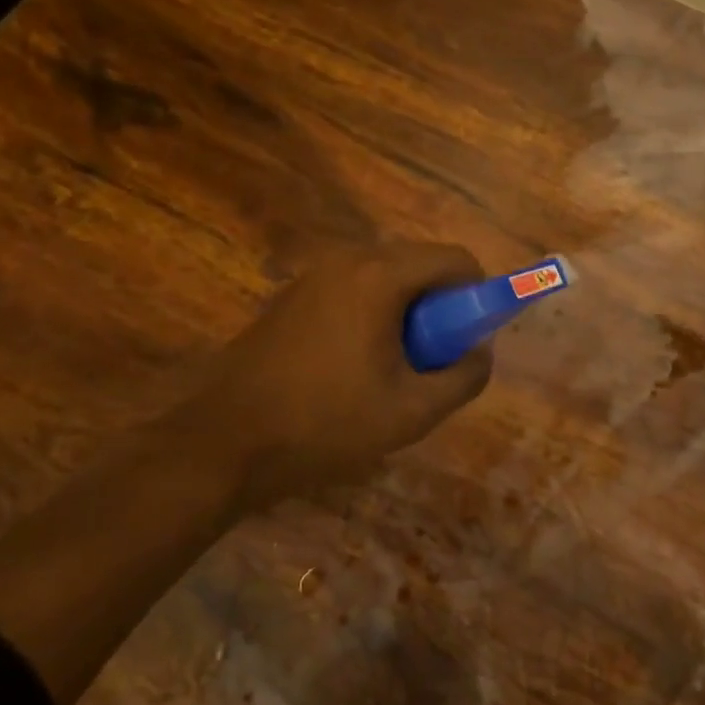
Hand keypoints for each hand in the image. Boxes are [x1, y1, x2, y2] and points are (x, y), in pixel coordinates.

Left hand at [161, 241, 492, 503]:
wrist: (224, 444)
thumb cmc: (326, 424)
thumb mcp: (413, 411)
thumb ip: (464, 377)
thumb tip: (480, 353)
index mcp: (379, 276)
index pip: (455, 259)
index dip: (478, 295)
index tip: (469, 340)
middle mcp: (347, 260)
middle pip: (421, 263)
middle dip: (442, 305)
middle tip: (434, 358)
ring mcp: (314, 275)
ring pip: (388, 277)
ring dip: (408, 312)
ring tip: (395, 367)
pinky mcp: (292, 296)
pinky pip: (355, 290)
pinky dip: (374, 314)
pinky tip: (355, 365)